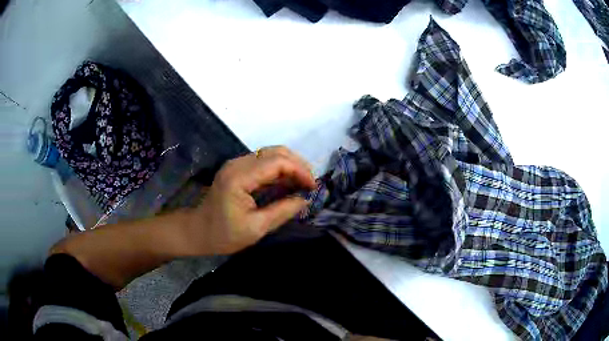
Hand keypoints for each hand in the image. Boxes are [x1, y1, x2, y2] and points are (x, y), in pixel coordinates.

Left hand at [186, 146, 315, 254]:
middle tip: (311, 184)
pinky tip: (288, 183)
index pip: (277, 162)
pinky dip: (279, 170)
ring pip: (270, 154)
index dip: (300, 171)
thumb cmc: (223, 235)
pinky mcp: (237, 170)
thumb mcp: (256, 228)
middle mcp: (238, 164)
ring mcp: (236, 164)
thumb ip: (282, 211)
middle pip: (275, 152)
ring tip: (303, 183)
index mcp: (240, 177)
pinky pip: (263, 163)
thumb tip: (305, 199)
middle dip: (298, 165)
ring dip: (290, 166)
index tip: (313, 187)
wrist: (196, 232)